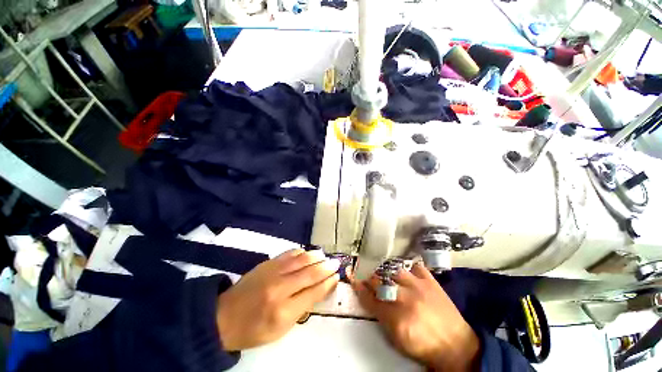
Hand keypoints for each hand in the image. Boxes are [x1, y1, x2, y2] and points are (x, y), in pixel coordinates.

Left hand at [216, 248, 339, 350]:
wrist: (224, 317)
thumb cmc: (254, 329)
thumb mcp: (280, 329)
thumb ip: (302, 308)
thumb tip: (319, 289)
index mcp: (284, 311)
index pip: (313, 293)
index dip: (327, 283)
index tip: (336, 277)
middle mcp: (280, 289)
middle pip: (310, 274)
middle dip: (326, 267)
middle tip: (336, 262)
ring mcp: (273, 272)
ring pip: (301, 260)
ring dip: (316, 257)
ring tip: (325, 256)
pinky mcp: (267, 263)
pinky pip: (289, 254)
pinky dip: (301, 252)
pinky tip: (307, 253)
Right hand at [351, 263, 479, 371]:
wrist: (457, 346)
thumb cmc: (424, 347)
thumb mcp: (397, 339)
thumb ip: (381, 317)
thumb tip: (369, 299)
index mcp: (396, 317)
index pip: (370, 298)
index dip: (359, 288)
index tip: (353, 279)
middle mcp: (405, 298)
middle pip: (380, 281)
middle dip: (370, 278)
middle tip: (366, 276)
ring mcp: (419, 286)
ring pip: (394, 271)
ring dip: (386, 272)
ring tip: (384, 274)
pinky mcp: (431, 281)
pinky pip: (416, 267)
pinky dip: (409, 268)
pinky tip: (406, 273)